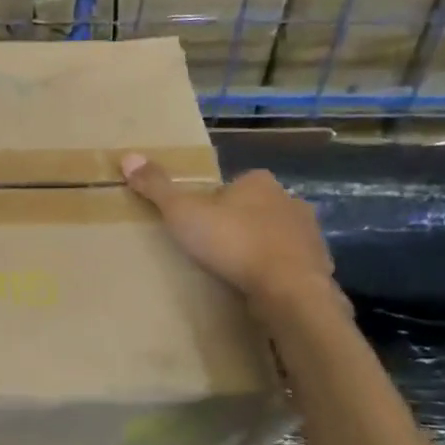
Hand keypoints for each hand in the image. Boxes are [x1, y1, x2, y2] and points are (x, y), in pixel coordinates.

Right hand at [121, 154, 339, 315]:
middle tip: (213, 249)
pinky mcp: (317, 264)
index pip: (231, 186)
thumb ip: (157, 187)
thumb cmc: (233, 242)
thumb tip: (128, 156)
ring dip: (259, 248)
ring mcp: (308, 233)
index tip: (197, 225)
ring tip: (235, 271)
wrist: (287, 287)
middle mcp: (288, 200)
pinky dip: (277, 272)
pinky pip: (291, 264)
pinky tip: (260, 287)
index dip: (213, 204)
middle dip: (238, 225)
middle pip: (255, 209)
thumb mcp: (183, 212)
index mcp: (258, 182)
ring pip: (276, 236)